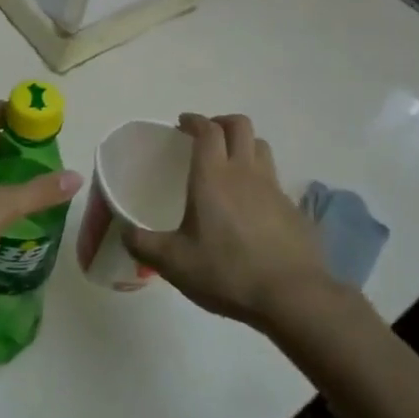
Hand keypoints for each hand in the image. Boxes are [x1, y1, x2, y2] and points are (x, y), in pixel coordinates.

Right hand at [125, 113, 331, 329]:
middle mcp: (245, 172)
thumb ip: (143, 245)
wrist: (293, 296)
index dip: (194, 121)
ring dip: (244, 145)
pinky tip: (252, 205)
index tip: (182, 124)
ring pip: (261, 147)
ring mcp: (274, 189)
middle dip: (221, 122)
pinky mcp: (293, 209)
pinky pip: (275, 179)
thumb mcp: (174, 263)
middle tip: (205, 136)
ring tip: (230, 163)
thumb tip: (125, 232)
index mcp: (213, 176)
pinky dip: (260, 179)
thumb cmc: (227, 272)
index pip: (207, 130)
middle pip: (240, 126)